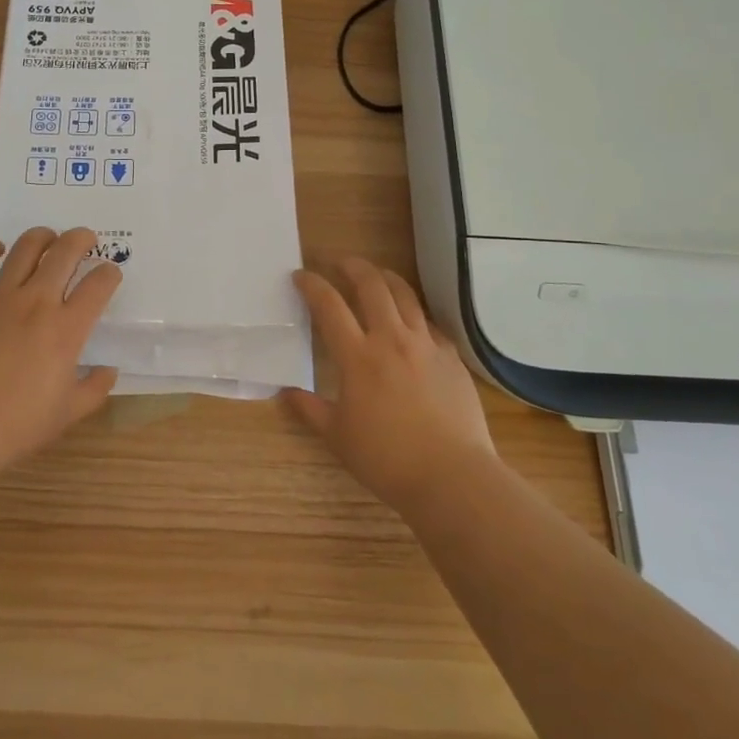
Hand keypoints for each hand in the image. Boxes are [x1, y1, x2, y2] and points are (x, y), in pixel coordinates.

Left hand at [0, 227, 121, 476]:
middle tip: (85, 240)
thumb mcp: (68, 413)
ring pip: (26, 248)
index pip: (99, 285)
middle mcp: (37, 301)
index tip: (110, 274)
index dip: (110, 274)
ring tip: (48, 239)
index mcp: (67, 328)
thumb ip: (95, 388)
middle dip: (81, 239)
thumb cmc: (16, 425)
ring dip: (42, 237)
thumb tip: (108, 370)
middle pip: (65, 252)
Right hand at [284, 258, 497, 515]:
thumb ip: (310, 410)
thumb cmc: (387, 459)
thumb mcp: (338, 437)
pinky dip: (414, 312)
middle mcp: (391, 339)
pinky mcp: (451, 357)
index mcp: (358, 356)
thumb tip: (286, 392)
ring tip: (375, 274)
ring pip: (405, 295)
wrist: (452, 476)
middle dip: (351, 266)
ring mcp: (426, 345)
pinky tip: (411, 320)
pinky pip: (430, 323)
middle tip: (338, 262)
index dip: (312, 285)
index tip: (300, 276)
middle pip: (371, 285)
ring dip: (385, 278)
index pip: (329, 305)